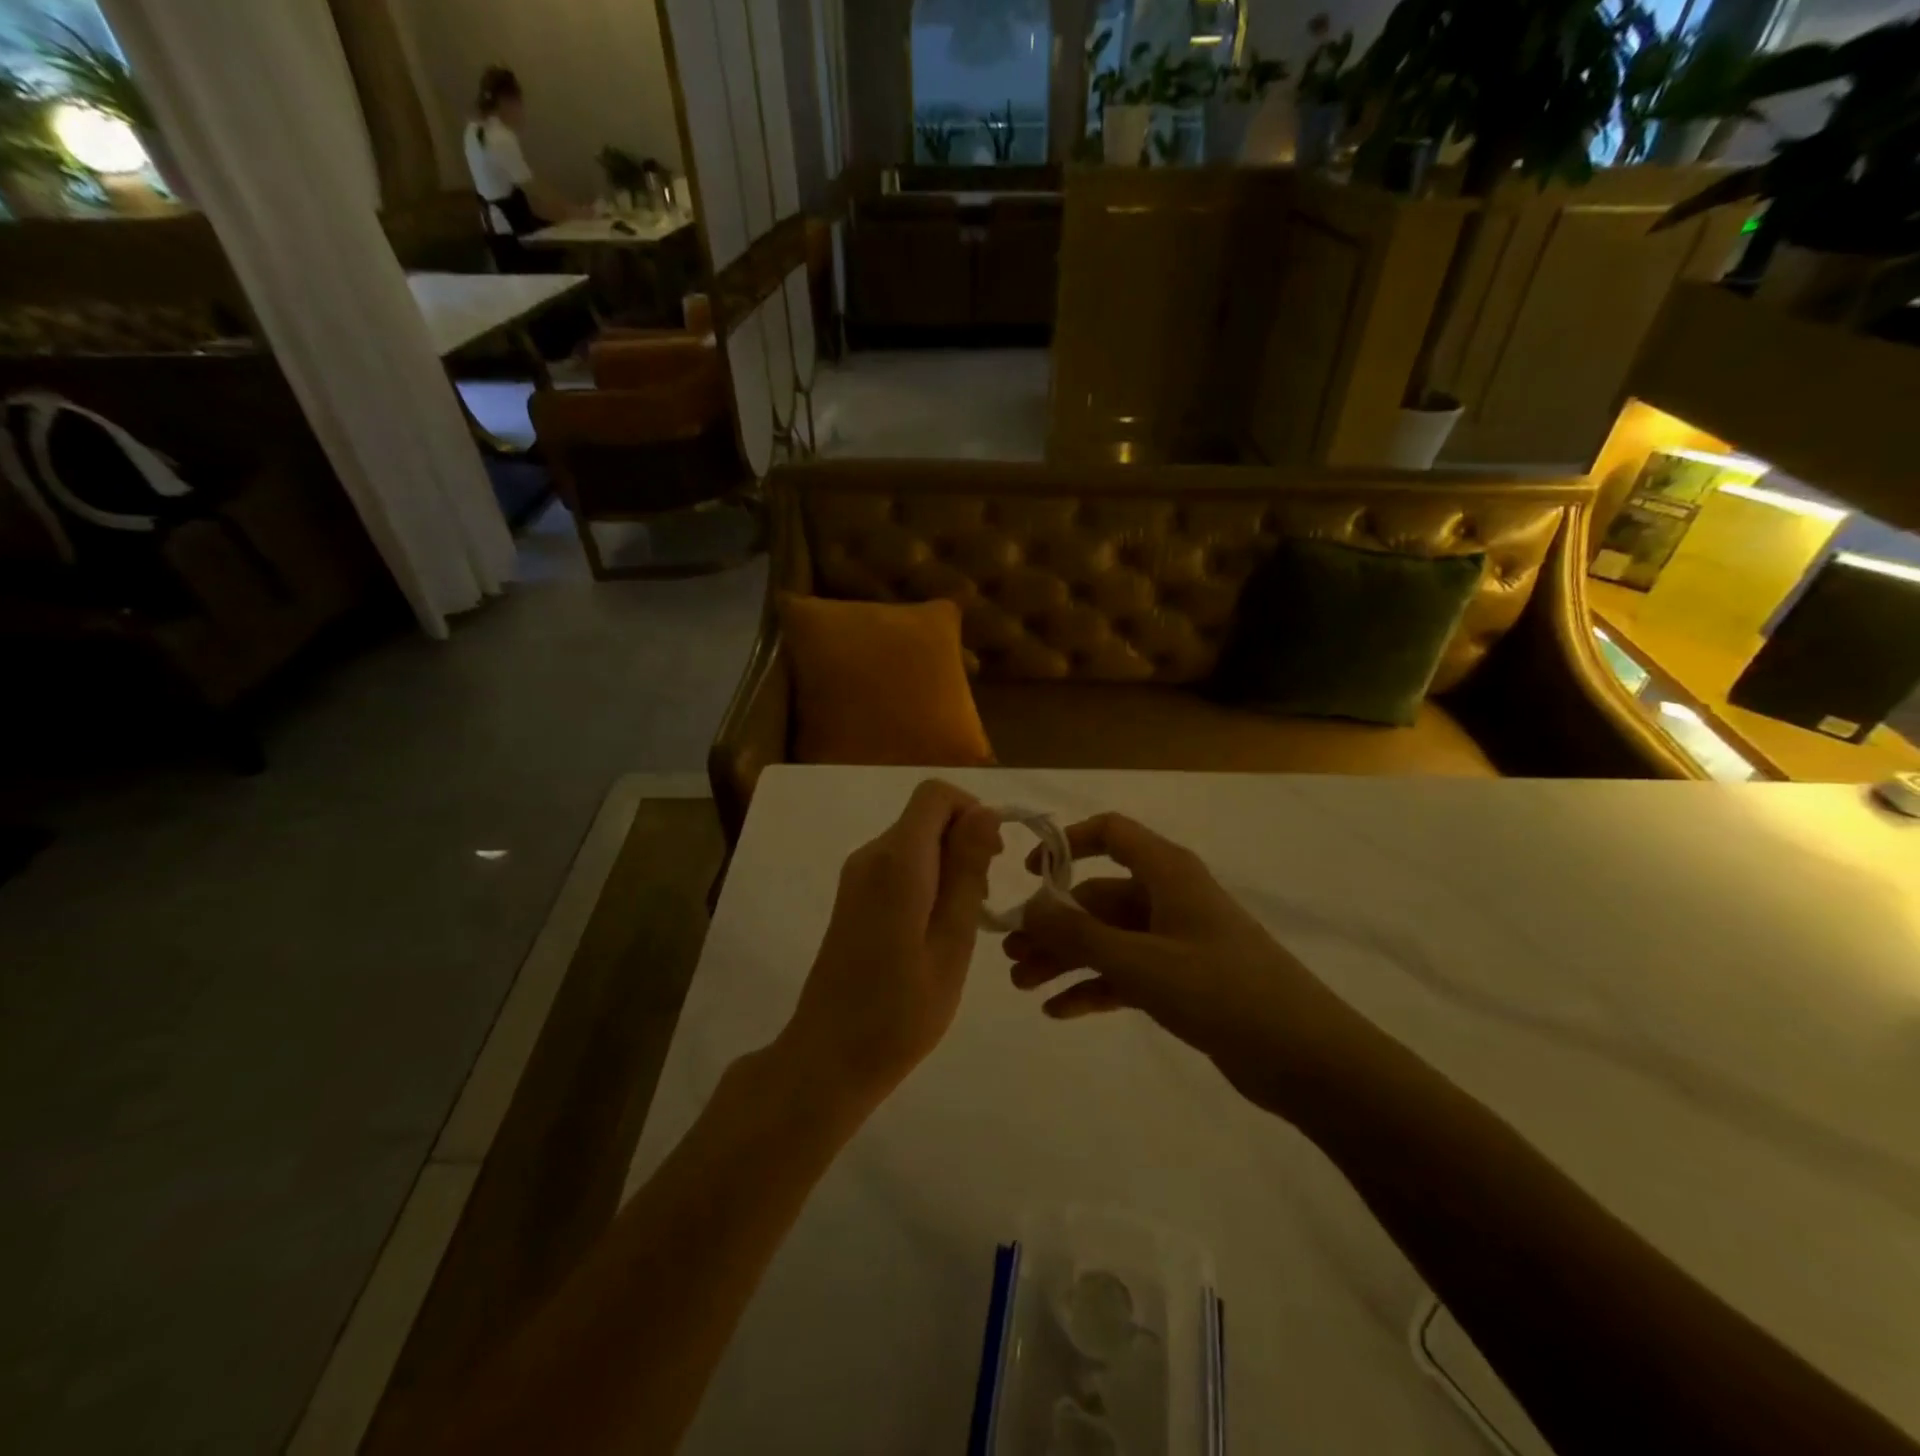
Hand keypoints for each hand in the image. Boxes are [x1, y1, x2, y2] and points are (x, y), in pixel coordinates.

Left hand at [780, 780, 1003, 1108]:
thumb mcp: (951, 943)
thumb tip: (985, 812)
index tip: (995, 859)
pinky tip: (934, 929)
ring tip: (962, 922)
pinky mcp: (852, 896)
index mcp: (897, 862)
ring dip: (948, 863)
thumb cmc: (901, 1011)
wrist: (829, 1056)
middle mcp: (871, 856)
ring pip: (914, 840)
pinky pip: (898, 864)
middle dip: (964, 842)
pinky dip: (926, 879)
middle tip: (984, 900)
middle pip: (925, 816)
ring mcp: (857, 876)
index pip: (935, 795)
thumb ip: (967, 873)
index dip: (972, 812)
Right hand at [1002, 813, 1355, 1114]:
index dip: (1066, 844)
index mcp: (1167, 873)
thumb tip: (1027, 904)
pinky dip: (1094, 987)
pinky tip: (1058, 1011)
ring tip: (1023, 986)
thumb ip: (1078, 934)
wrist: (1306, 1059)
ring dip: (1066, 959)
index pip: (1111, 833)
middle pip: (1098, 897)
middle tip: (1010, 958)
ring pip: (1108, 939)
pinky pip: (1126, 974)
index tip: (1028, 875)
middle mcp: (1169, 898)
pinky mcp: (1182, 981)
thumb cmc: (1222, 992)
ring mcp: (1176, 940)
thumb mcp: (1140, 962)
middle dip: (1053, 926)